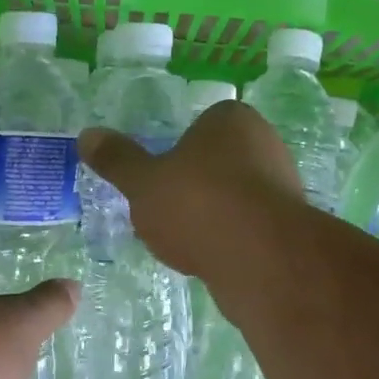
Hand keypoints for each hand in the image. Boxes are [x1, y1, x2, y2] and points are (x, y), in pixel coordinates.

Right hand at [78, 100, 302, 277]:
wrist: (262, 260)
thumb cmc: (198, 204)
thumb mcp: (143, 182)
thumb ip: (117, 160)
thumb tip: (87, 134)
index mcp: (232, 119)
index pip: (199, 125)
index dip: (175, 152)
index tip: (157, 180)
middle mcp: (265, 142)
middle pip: (216, 161)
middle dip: (193, 185)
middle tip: (165, 211)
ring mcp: (283, 184)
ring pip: (233, 195)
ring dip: (211, 215)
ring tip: (185, 241)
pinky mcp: (291, 225)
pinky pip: (249, 226)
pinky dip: (229, 239)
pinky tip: (210, 259)